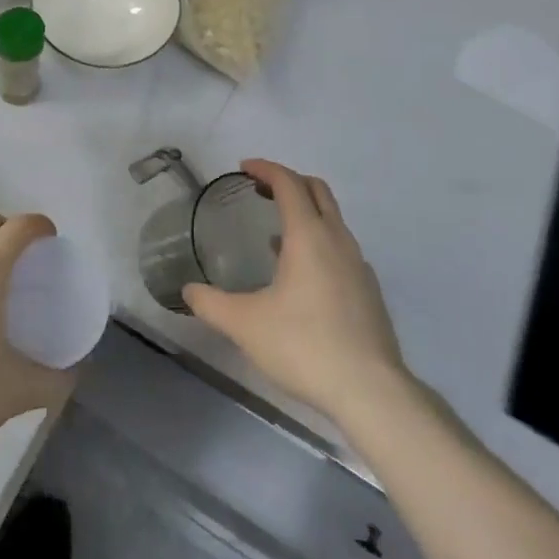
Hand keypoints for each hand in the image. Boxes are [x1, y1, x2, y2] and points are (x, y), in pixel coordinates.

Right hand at [184, 160, 406, 429]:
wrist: (370, 390)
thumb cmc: (304, 345)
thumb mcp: (245, 325)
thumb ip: (211, 304)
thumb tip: (187, 291)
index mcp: (308, 235)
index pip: (288, 182)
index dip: (265, 168)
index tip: (243, 168)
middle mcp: (337, 239)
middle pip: (316, 190)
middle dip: (288, 181)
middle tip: (260, 191)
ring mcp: (358, 264)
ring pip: (332, 219)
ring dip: (305, 212)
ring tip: (275, 234)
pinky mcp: (368, 290)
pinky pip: (341, 247)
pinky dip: (319, 241)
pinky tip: (302, 276)